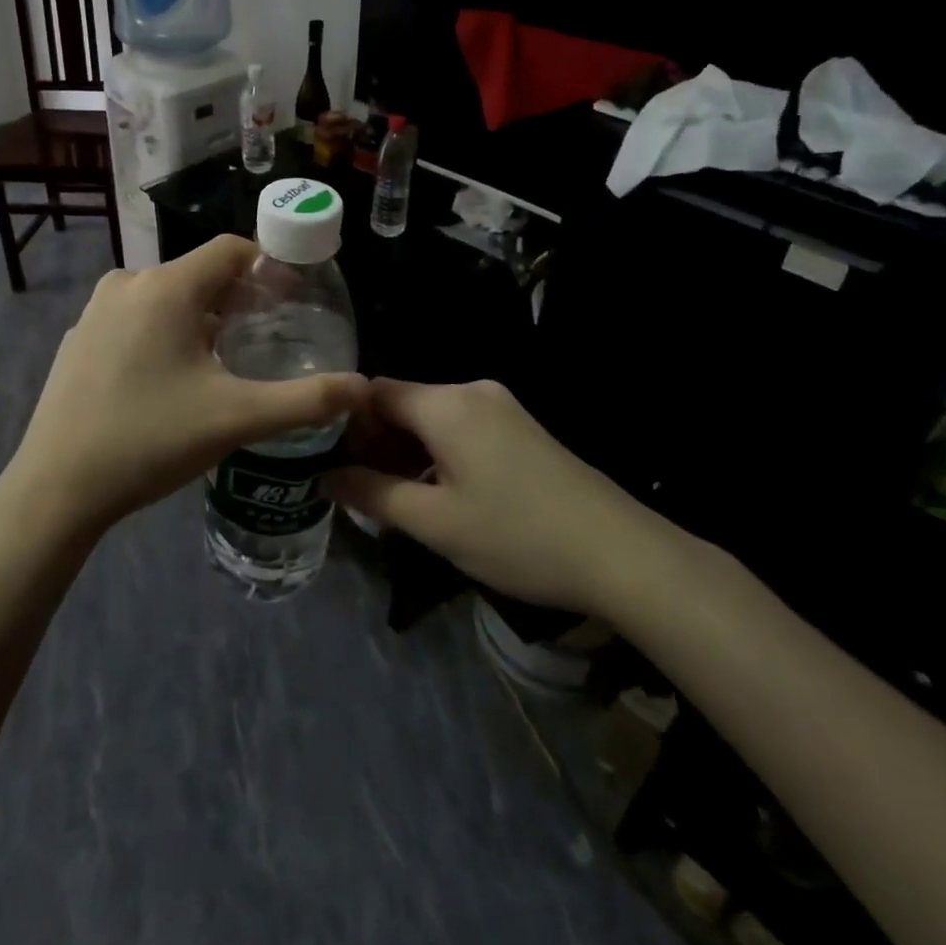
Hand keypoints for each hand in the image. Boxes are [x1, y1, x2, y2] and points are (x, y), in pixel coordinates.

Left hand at [8, 236, 366, 531]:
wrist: (57, 488)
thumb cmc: (151, 440)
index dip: (269, 268)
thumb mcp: (237, 418)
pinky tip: (170, 378)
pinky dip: (163, 332)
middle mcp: (128, 284)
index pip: (231, 249)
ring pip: (165, 296)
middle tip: (266, 336)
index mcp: (166, 287)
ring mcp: (96, 311)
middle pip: (199, 273)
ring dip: (201, 316)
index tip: (293, 301)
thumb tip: (363, 388)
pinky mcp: (78, 339)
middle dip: (238, 297)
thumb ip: (307, 400)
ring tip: (224, 359)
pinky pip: (135, 318)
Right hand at [324, 378, 649, 612]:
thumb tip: (325, 478)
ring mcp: (501, 406)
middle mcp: (472, 391)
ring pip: (433, 418)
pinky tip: (439, 493)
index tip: (331, 463)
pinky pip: (461, 428)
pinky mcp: (521, 427)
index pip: (375, 392)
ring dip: (407, 452)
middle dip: (376, 442)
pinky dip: (438, 453)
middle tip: (359, 489)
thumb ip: (372, 494)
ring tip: (394, 498)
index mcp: (446, 404)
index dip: (346, 424)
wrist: (619, 553)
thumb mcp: (434, 523)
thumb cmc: (516, 536)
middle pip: (404, 403)